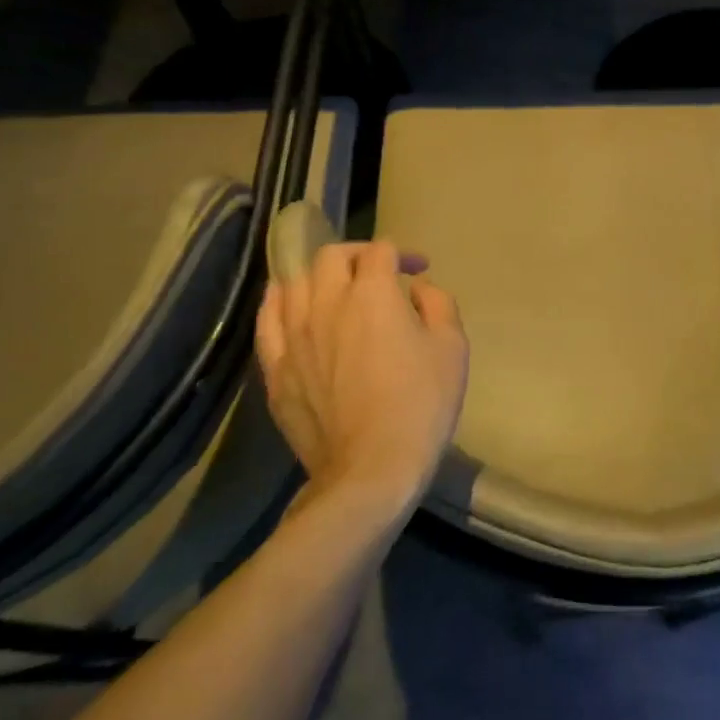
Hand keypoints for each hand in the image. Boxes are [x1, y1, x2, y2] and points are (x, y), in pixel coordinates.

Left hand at [254, 239, 468, 512]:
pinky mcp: (276, 368)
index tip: (417, 270)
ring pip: (295, 282)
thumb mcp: (453, 346)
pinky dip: (279, 301)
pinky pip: (267, 320)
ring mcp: (294, 335)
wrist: (372, 469)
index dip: (402, 254)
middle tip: (377, 273)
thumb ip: (438, 304)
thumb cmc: (422, 403)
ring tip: (335, 288)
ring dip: (319, 275)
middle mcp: (327, 303)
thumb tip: (417, 289)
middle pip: (331, 257)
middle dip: (358, 255)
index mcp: (373, 293)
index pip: (380, 251)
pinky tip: (289, 302)